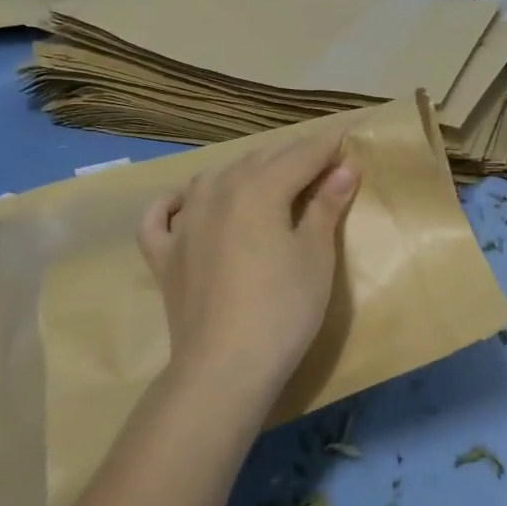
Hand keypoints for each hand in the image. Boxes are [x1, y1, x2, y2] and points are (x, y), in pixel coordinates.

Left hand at [138, 129, 359, 400]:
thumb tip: (345, 168)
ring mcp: (184, 224)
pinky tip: (184, 201)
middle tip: (319, 159)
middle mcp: (216, 193)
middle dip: (291, 155)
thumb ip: (327, 206)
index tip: (345, 138)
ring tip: (266, 177)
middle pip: (258, 161)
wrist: (224, 367)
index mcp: (258, 189)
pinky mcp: (164, 256)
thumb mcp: (316, 256)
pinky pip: (161, 216)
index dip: (325, 146)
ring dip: (243, 171)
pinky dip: (173, 202)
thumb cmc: (283, 309)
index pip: (299, 156)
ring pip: (213, 178)